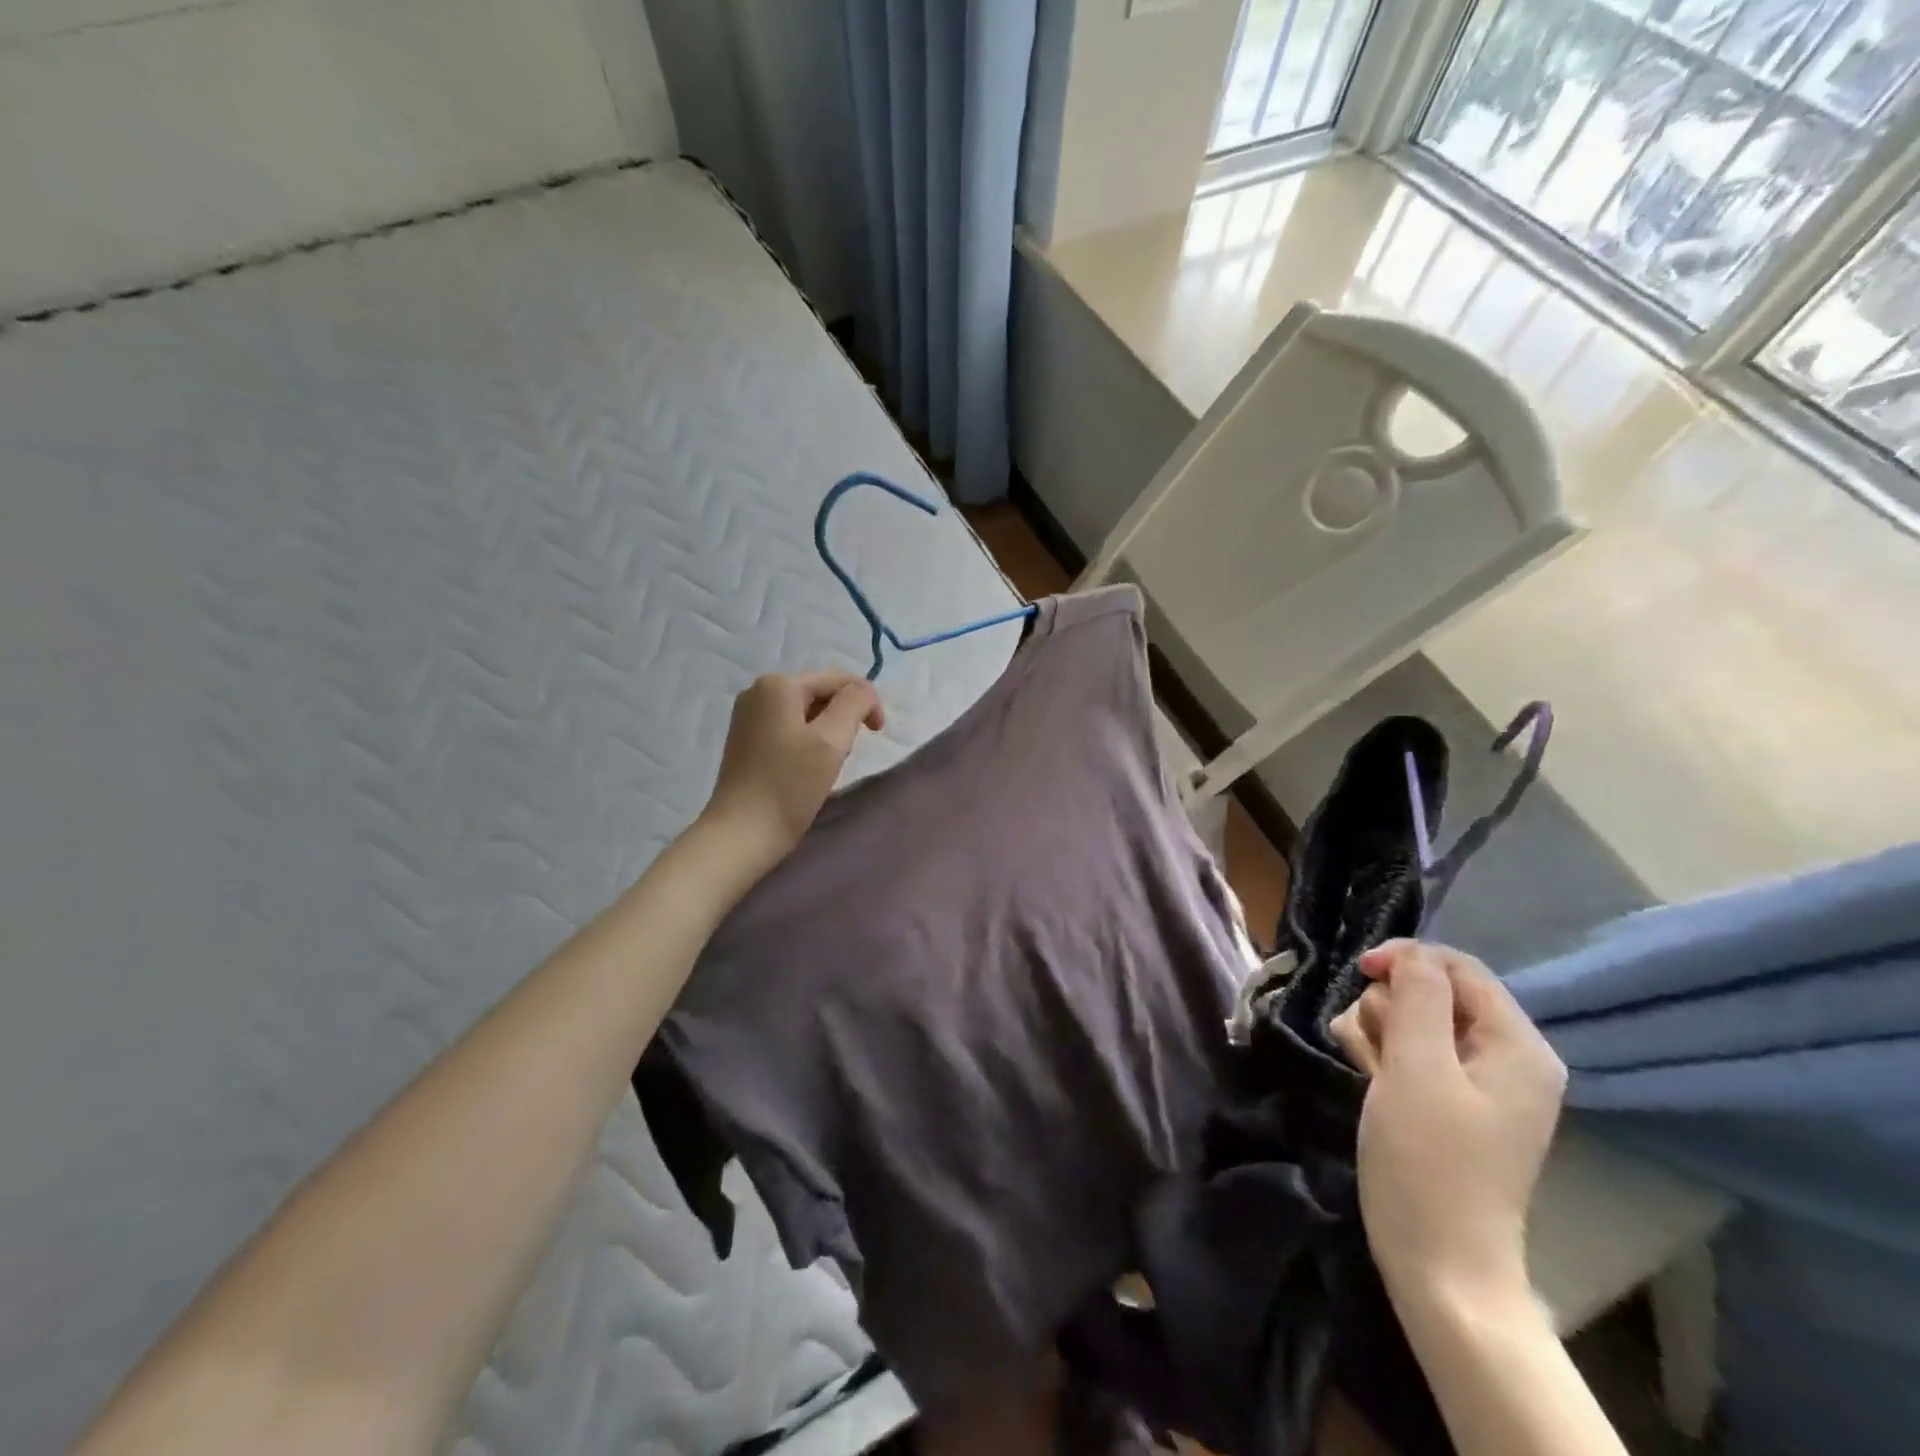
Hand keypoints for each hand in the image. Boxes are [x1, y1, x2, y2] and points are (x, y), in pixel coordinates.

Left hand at [700, 671, 884, 866]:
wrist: (742, 834)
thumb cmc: (790, 785)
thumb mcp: (832, 740)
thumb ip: (855, 703)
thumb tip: (863, 690)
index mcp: (779, 684)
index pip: (838, 679)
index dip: (866, 701)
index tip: (877, 735)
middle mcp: (758, 690)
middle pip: (820, 692)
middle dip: (844, 716)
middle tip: (849, 753)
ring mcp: (748, 715)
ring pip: (806, 711)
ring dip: (827, 731)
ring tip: (828, 763)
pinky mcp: (745, 739)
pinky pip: (788, 727)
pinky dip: (807, 740)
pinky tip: (806, 768)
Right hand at [1330, 940, 1565, 1308]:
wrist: (1438, 1262)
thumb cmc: (1429, 1160)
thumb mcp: (1418, 1067)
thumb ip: (1418, 996)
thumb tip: (1412, 954)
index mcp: (1516, 1045)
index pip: (1459, 967)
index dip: (1406, 959)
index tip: (1359, 974)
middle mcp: (1505, 1057)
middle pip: (1433, 990)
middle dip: (1391, 1006)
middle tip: (1375, 1047)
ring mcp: (1476, 1083)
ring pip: (1413, 1019)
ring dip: (1378, 1031)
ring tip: (1369, 1069)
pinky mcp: (1448, 1103)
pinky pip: (1409, 1051)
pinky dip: (1381, 1054)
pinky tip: (1368, 1078)